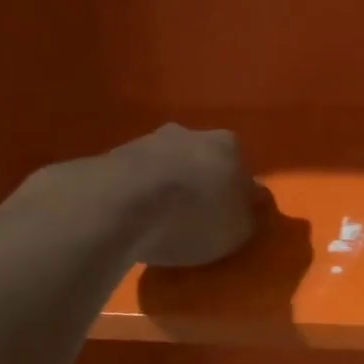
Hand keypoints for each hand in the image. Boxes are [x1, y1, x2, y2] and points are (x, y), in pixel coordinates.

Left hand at [109, 124, 257, 267]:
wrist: (120, 205)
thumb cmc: (192, 216)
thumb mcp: (237, 230)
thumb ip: (249, 216)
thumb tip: (251, 204)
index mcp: (228, 146)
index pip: (241, 169)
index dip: (236, 194)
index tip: (227, 217)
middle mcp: (190, 133)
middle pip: (202, 160)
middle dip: (200, 183)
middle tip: (194, 217)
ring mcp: (148, 140)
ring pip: (166, 164)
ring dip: (166, 186)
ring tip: (159, 220)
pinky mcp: (112, 155)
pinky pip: (135, 176)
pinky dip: (137, 193)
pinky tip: (133, 217)